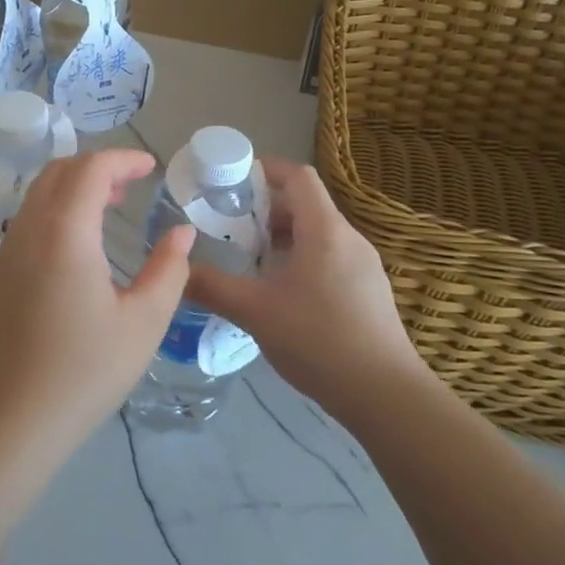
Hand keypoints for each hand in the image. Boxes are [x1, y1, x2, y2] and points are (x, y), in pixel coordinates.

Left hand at [0, 150, 193, 457]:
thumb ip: (169, 269)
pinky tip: (83, 239)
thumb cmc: (86, 370)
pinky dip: (58, 206)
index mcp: (65, 232)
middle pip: (60, 170)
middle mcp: (30, 229)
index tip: (152, 167)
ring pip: (40, 191)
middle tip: (134, 183)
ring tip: (113, 204)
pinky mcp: (3, 271)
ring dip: (76, 185)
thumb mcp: (144, 321)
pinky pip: (31, 216)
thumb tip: (181, 233)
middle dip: (98, 165)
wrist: (13, 418)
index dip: (123, 159)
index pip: (91, 169)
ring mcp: (10, 249)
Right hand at [186, 158, 429, 423]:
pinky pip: (330, 259)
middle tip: (230, 229)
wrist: (385, 394)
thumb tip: (179, 271)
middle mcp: (349, 239)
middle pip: (306, 205)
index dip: (265, 169)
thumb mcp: (255, 312)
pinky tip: (281, 295)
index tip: (232, 180)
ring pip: (317, 235)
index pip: (297, 176)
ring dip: (282, 239)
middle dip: (265, 211)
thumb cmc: (318, 339)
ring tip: (251, 264)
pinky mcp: (369, 292)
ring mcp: (364, 266)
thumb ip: (213, 288)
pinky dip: (301, 261)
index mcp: (324, 230)